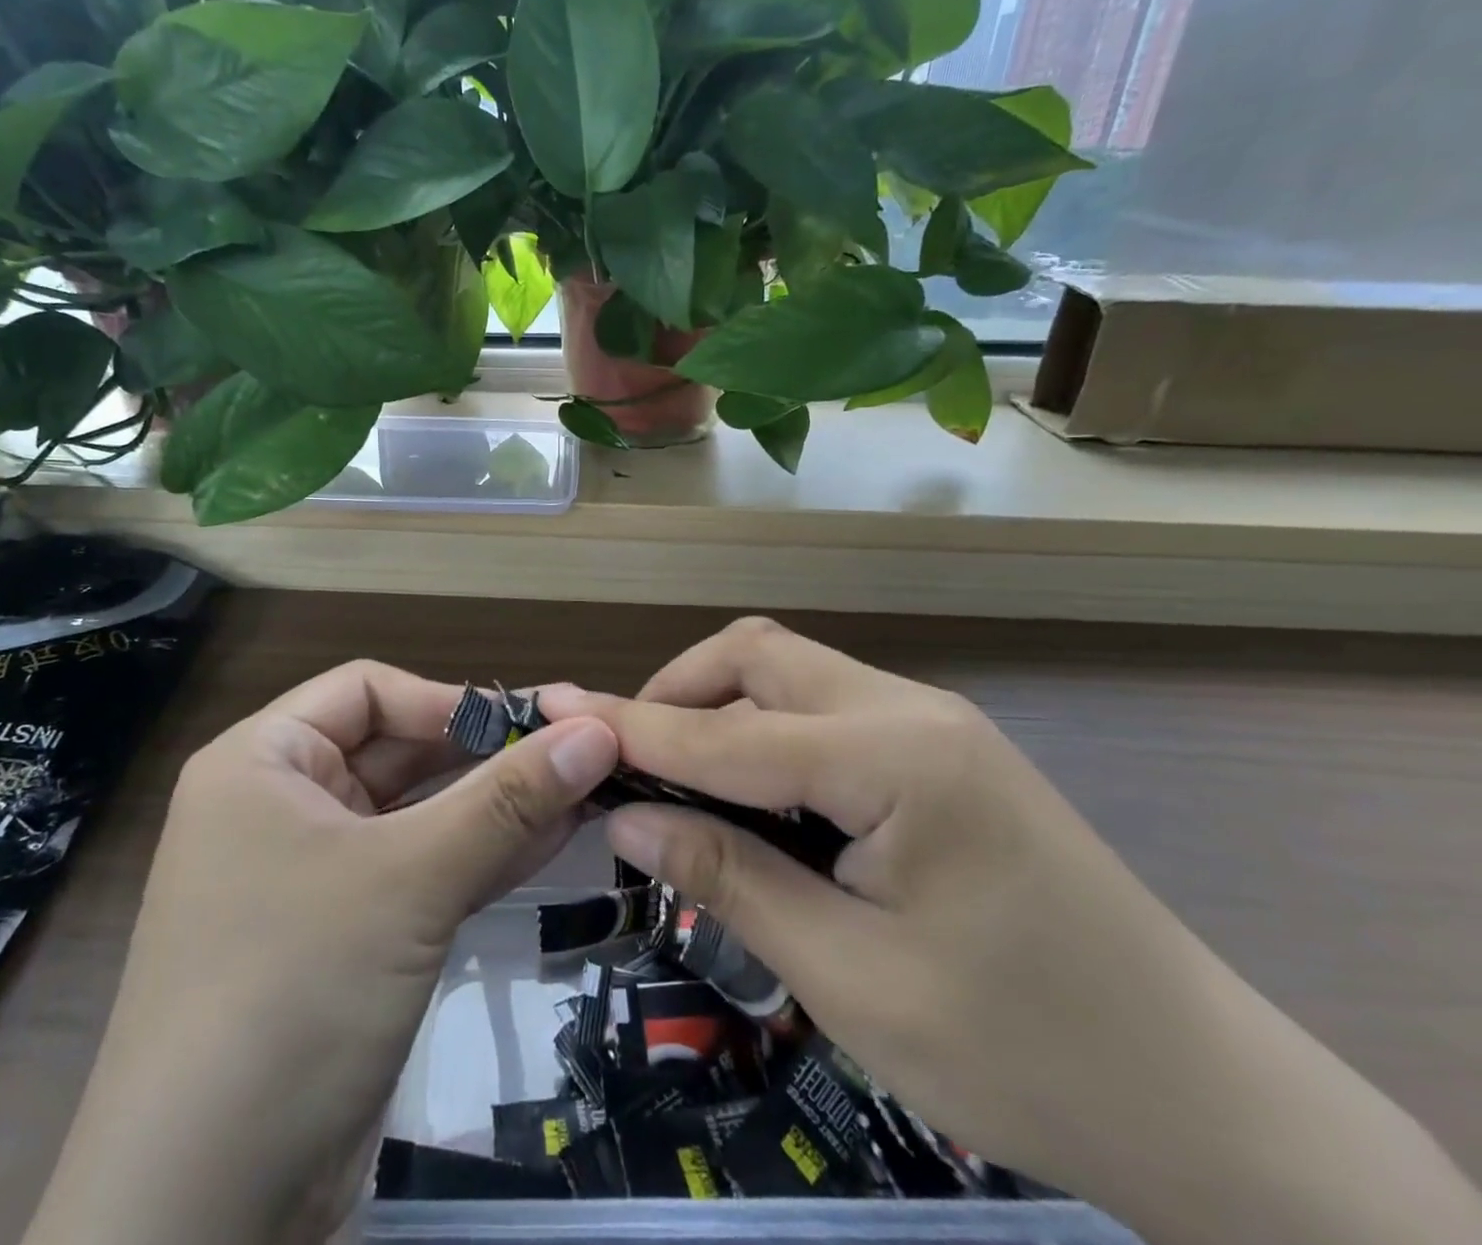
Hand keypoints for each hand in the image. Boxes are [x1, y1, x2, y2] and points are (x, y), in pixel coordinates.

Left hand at [25, 661, 618, 1244]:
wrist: (206, 1213)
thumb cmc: (293, 991)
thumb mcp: (409, 879)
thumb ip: (508, 799)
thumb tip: (596, 728)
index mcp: (263, 761)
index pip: (367, 691)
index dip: (448, 700)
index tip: (530, 725)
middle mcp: (283, 804)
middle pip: (397, 750)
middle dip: (485, 754)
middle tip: (577, 753)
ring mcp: (314, 874)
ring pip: (418, 814)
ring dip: (496, 806)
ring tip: (584, 791)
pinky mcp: (346, 935)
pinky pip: (420, 871)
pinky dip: (481, 856)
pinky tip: (553, 841)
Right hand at [545, 618, 1481, 1244]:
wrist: (1211, 1103)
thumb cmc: (1025, 1055)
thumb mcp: (853, 980)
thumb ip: (730, 878)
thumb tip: (625, 816)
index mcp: (895, 757)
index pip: (726, 730)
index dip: (631, 725)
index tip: (552, 709)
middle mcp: (911, 710)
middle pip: (759, 658)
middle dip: (677, 693)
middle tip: (623, 759)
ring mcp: (933, 724)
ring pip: (791, 673)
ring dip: (719, 707)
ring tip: (674, 773)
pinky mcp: (942, 752)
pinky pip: (826, 708)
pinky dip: (763, 731)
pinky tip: (749, 789)